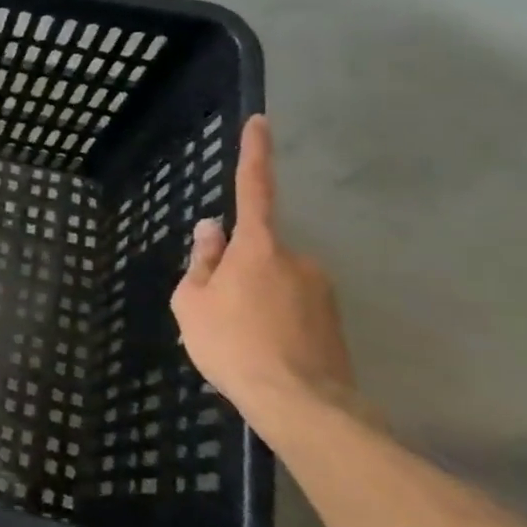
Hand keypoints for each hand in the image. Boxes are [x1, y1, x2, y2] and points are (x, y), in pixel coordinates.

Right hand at [170, 115, 355, 434]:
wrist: (301, 405)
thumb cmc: (233, 345)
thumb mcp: (193, 303)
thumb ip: (201, 262)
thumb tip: (211, 230)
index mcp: (258, 247)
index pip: (254, 189)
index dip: (254, 154)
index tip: (260, 121)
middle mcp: (296, 259)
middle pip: (257, 252)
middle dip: (237, 273)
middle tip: (218, 315)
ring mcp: (320, 290)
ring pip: (274, 284)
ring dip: (255, 302)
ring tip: (239, 343)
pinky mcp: (334, 320)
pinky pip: (293, 309)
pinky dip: (275, 324)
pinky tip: (263, 355)